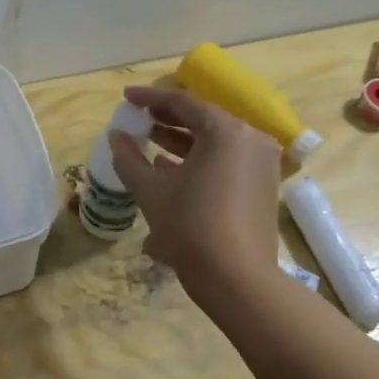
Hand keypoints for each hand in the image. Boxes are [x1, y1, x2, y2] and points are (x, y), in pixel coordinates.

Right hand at [108, 85, 283, 297]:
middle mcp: (250, 139)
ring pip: (215, 141)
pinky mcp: (262, 185)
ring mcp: (261, 163)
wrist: (237, 280)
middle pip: (202, 119)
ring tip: (148, 139)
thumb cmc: (190, 227)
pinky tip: (170, 167)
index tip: (126, 98)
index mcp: (226, 132)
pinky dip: (199, 158)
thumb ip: (129, 157)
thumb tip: (116, 136)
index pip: (183, 103)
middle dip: (167, 118)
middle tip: (137, 117)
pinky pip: (226, 160)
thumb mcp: (151, 190)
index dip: (150, 98)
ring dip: (181, 139)